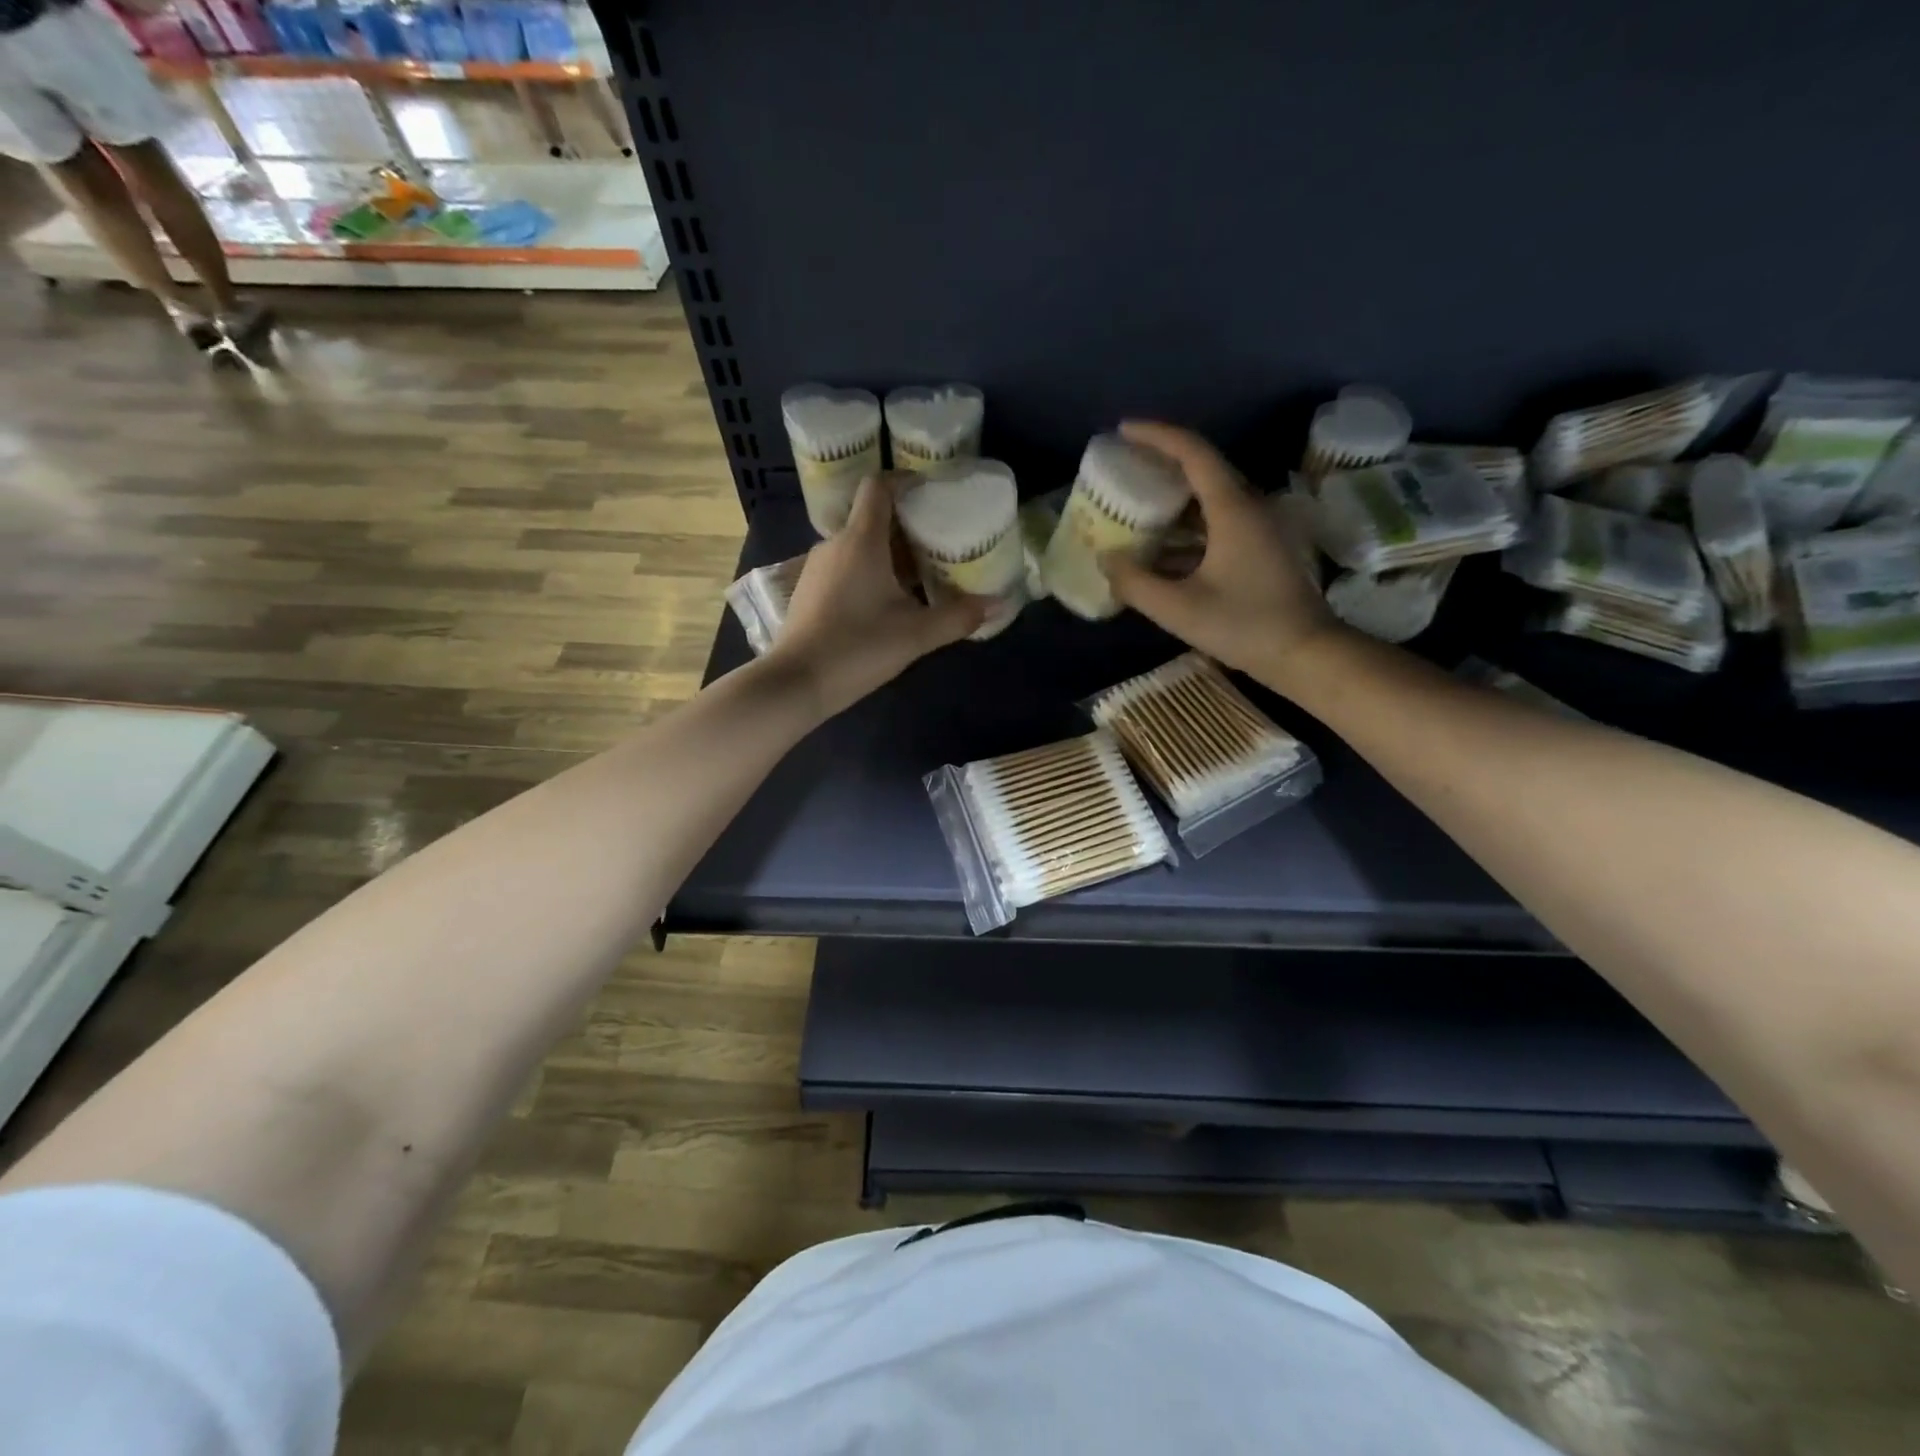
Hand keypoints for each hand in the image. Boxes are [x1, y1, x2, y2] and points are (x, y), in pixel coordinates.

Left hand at [769, 472, 986, 715]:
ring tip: (919, 577)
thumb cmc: (857, 648)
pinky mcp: (808, 591)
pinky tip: (885, 604)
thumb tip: (998, 604)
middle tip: (940, 546)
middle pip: (873, 519)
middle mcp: (834, 544)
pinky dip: (868, 573)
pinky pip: (845, 567)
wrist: (796, 683)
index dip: (905, 482)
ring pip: (858, 546)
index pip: (879, 487)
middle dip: (907, 528)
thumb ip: (958, 617)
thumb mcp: (916, 635)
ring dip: (888, 554)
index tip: (932, 495)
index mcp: (861, 540)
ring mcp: (817, 567)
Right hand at [1100, 421, 1341, 690]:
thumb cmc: (1244, 626)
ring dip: (1172, 500)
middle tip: (1123, 470)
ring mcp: (1259, 528)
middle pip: (1202, 470)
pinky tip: (1160, 548)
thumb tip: (1106, 559)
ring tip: (1134, 507)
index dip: (1156, 436)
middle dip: (1161, 465)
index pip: (1193, 452)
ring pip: (1209, 499)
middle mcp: (1249, 507)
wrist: (1305, 654)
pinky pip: (1218, 523)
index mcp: (1232, 509)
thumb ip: (1135, 583)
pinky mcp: (1261, 548)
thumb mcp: (1179, 609)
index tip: (1122, 431)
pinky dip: (1187, 527)